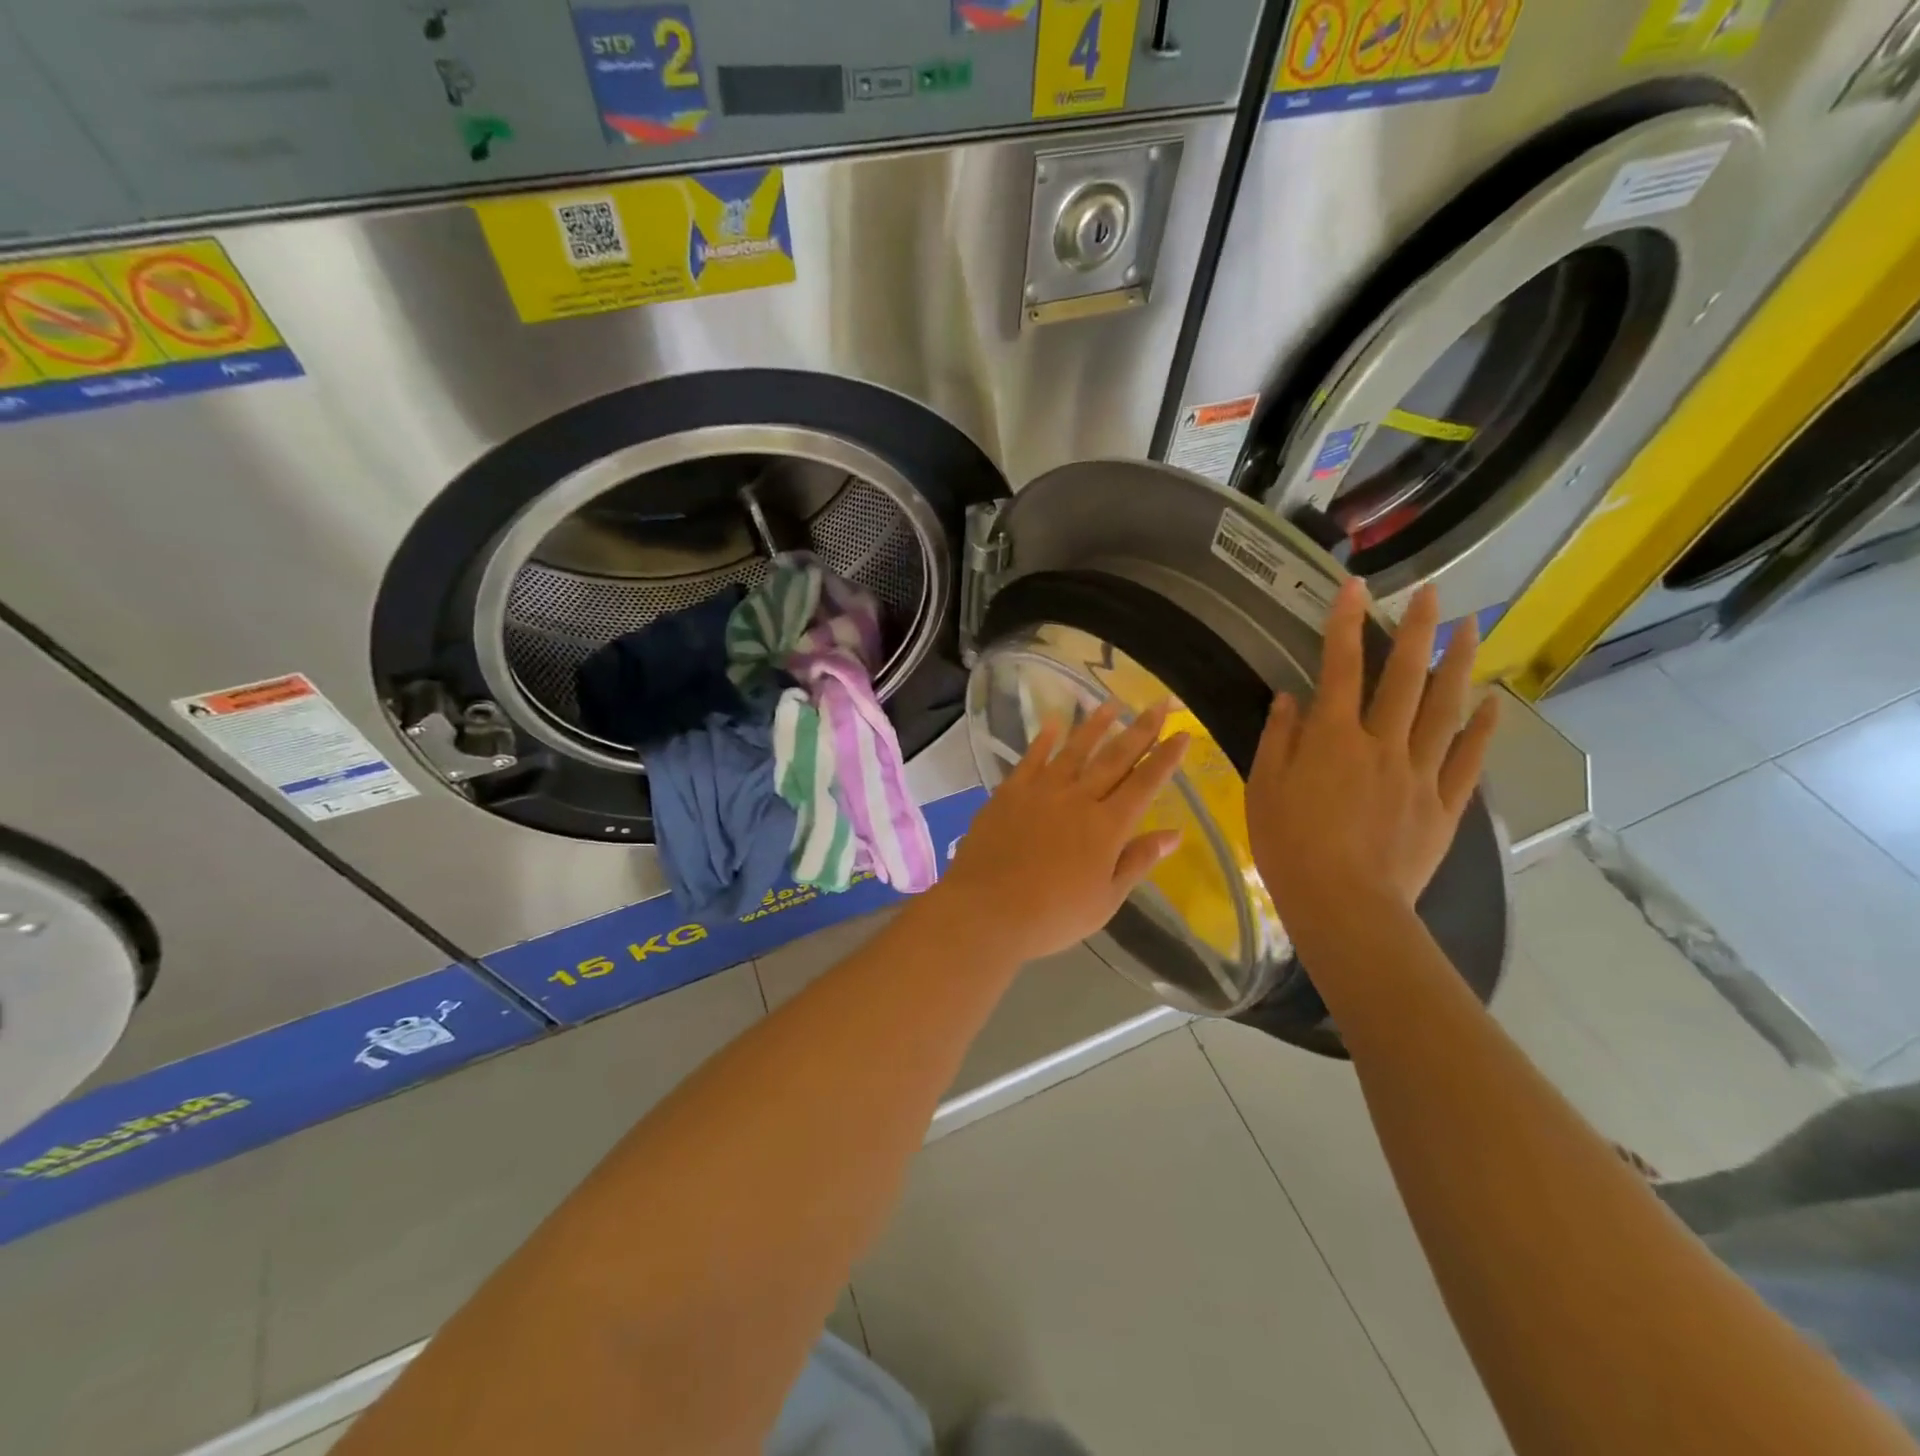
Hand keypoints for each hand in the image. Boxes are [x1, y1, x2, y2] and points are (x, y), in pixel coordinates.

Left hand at [930, 700, 1189, 964]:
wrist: (987, 910)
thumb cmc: (1053, 915)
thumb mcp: (1106, 899)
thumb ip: (1138, 861)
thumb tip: (1175, 834)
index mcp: (1107, 826)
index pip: (1145, 783)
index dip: (1166, 757)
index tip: (1183, 733)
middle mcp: (1078, 798)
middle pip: (1115, 758)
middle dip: (1141, 729)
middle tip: (1159, 703)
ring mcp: (1041, 791)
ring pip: (1075, 750)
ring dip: (1095, 725)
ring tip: (1112, 704)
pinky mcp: (1009, 792)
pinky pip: (1031, 758)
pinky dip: (1044, 739)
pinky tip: (1054, 723)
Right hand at [1247, 580, 1498, 928]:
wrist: (1345, 906)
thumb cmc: (1290, 848)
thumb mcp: (1264, 790)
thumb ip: (1279, 740)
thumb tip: (1290, 699)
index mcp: (1333, 740)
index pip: (1339, 670)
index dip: (1344, 624)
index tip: (1353, 587)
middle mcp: (1382, 745)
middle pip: (1403, 678)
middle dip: (1415, 630)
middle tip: (1431, 592)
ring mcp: (1420, 774)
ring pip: (1444, 709)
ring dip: (1457, 665)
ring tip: (1469, 628)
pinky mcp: (1444, 805)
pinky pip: (1467, 760)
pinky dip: (1481, 730)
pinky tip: (1491, 704)